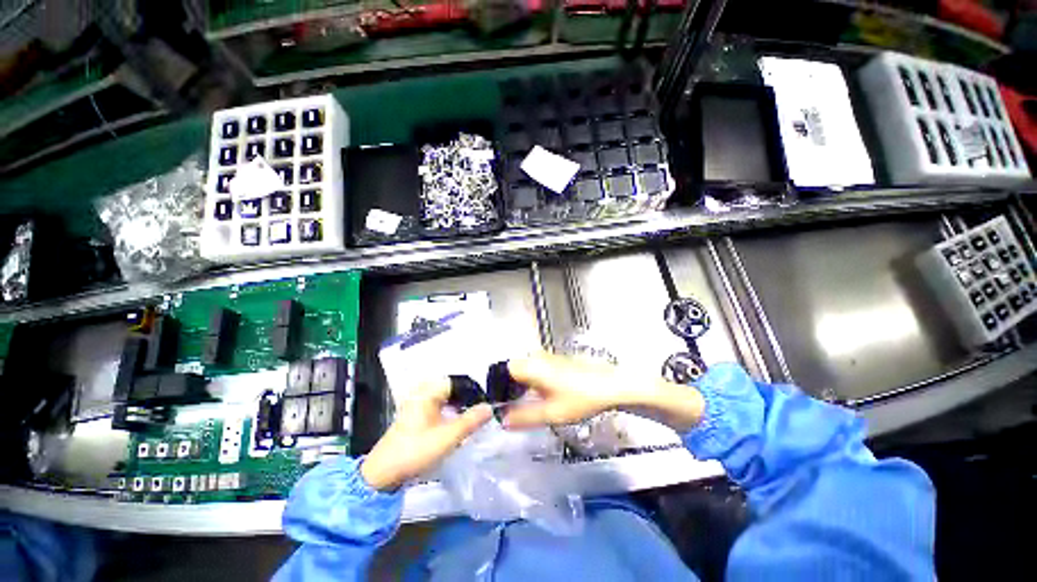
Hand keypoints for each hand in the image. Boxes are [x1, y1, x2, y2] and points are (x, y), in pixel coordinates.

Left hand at [361, 379, 491, 491]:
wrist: (383, 475)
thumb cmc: (416, 451)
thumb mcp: (448, 437)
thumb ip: (471, 420)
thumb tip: (489, 407)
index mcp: (428, 393)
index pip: (457, 381)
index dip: (473, 389)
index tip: (486, 402)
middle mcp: (421, 394)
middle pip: (451, 388)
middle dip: (467, 397)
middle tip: (480, 409)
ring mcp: (416, 405)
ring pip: (444, 398)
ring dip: (458, 405)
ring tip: (471, 416)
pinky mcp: (414, 416)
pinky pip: (437, 406)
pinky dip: (449, 411)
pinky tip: (456, 423)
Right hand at [504, 351, 705, 432]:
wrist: (610, 385)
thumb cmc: (580, 398)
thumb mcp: (551, 414)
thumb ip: (524, 417)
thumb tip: (503, 420)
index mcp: (531, 366)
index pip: (503, 370)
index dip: (499, 386)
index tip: (501, 404)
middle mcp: (537, 357)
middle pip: (514, 370)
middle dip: (511, 388)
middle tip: (514, 408)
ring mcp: (548, 357)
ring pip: (526, 369)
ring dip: (524, 386)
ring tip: (529, 405)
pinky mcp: (558, 361)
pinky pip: (538, 369)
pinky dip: (535, 382)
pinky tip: (544, 397)